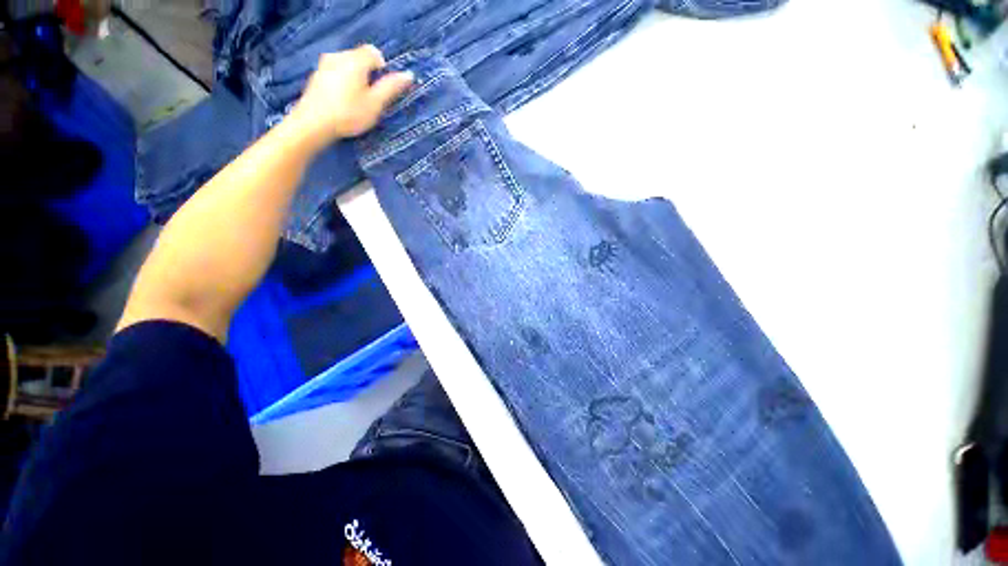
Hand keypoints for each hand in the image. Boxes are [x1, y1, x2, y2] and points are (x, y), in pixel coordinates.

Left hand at [286, 45, 412, 150]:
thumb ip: (391, 87)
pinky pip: (336, 72)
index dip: (382, 69)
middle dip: (368, 74)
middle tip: (370, 98)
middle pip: (359, 58)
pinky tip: (342, 101)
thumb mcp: (375, 104)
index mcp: (355, 60)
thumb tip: (409, 75)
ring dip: (355, 79)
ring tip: (355, 101)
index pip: (374, 52)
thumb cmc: (349, 114)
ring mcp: (324, 64)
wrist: (314, 123)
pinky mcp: (316, 75)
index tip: (381, 89)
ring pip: (347, 65)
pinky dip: (343, 82)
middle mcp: (338, 55)